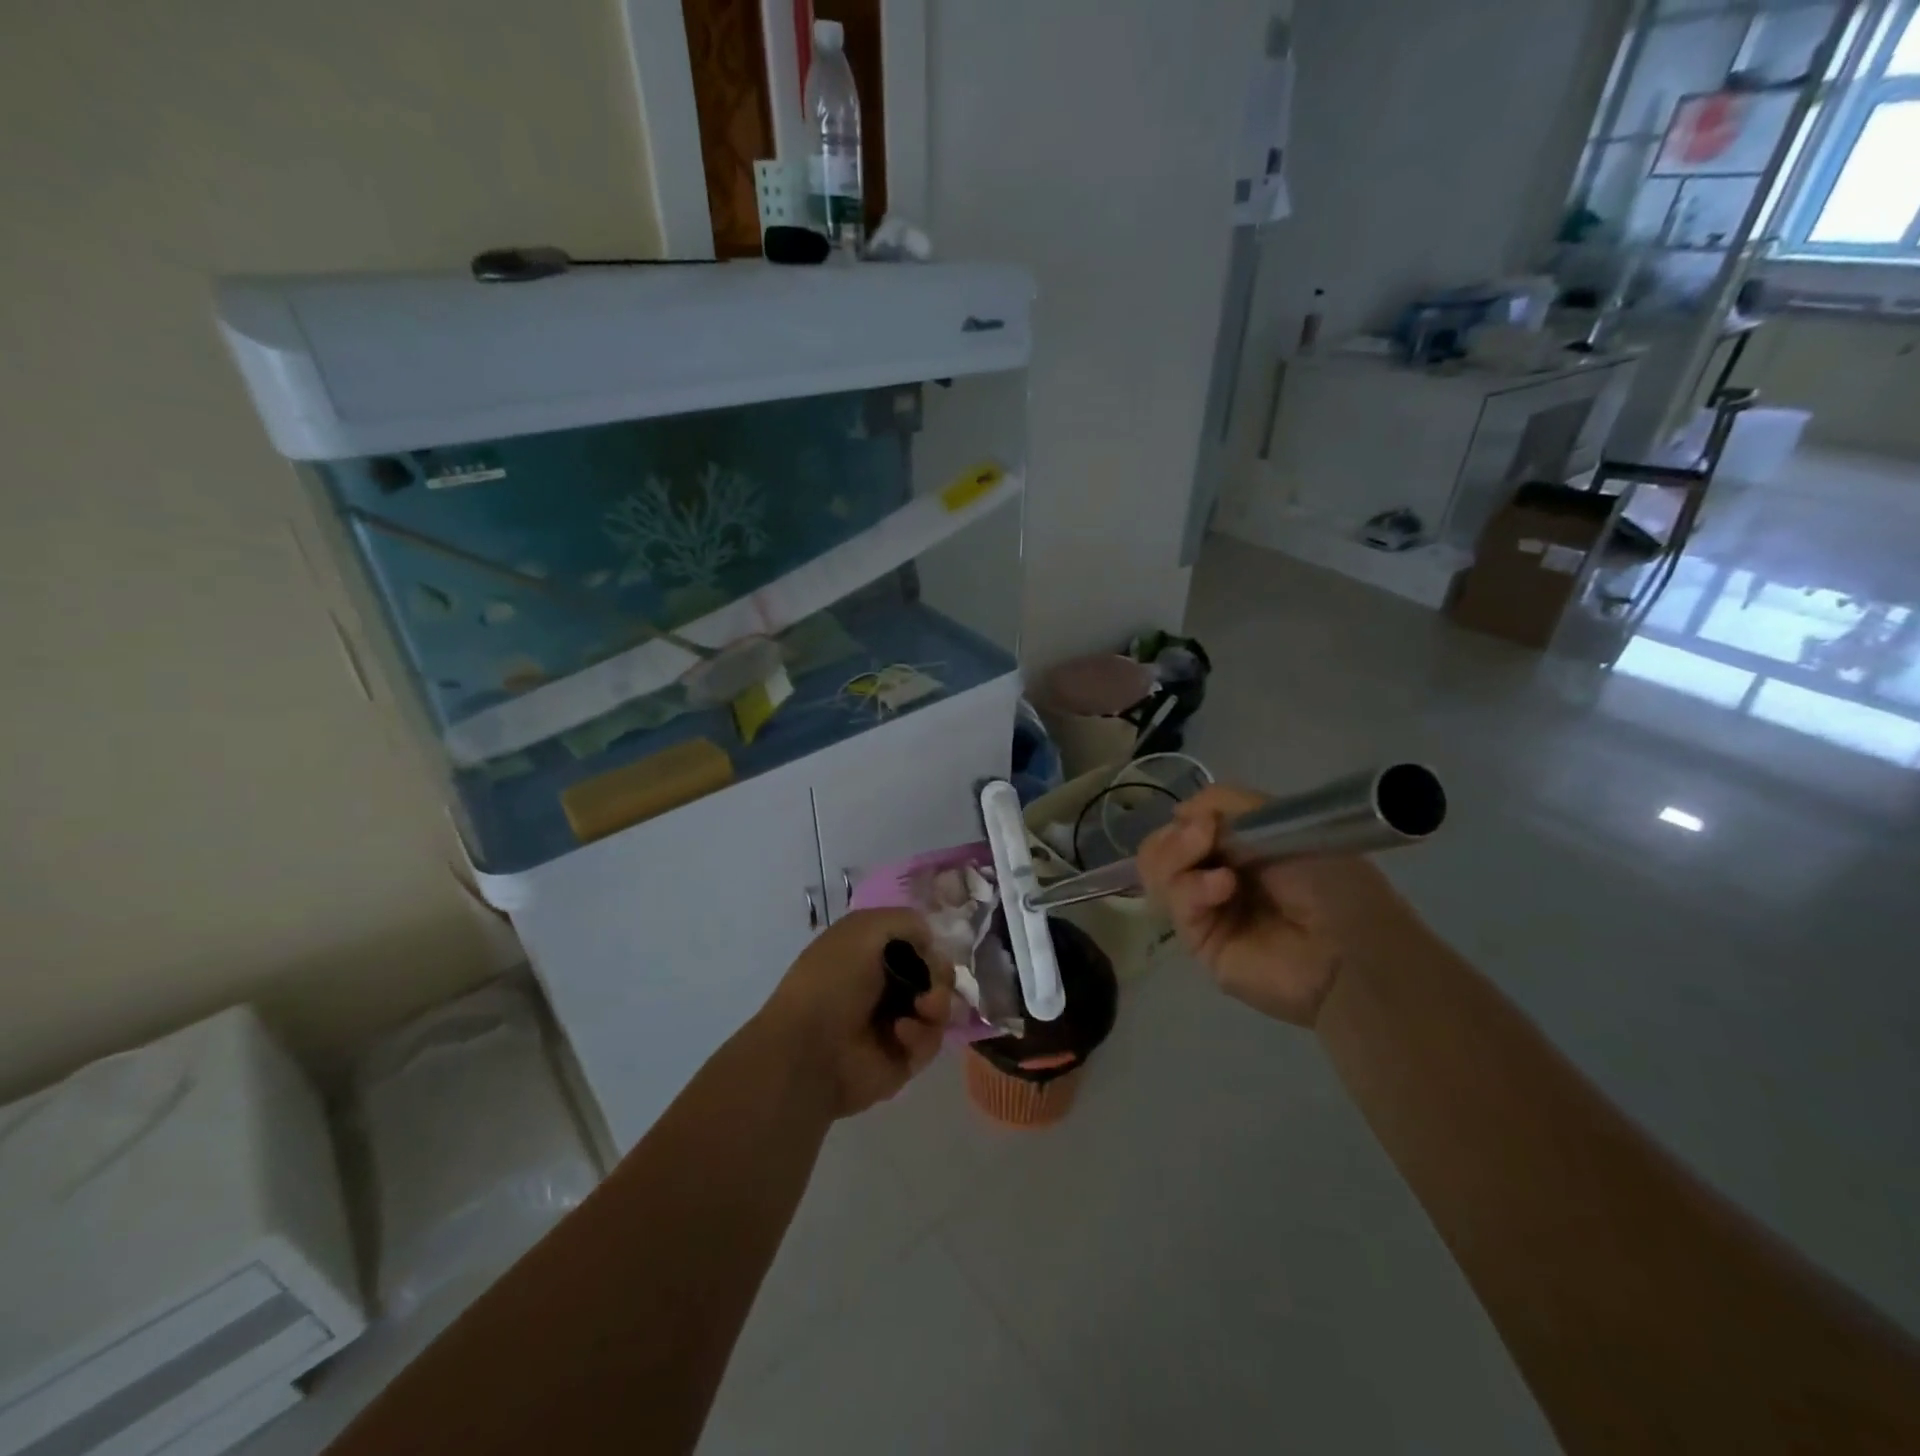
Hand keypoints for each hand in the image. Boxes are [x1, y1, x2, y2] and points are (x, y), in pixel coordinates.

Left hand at [758, 908, 954, 1118]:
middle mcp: (883, 984)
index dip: (928, 943)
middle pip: (934, 973)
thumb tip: (931, 940)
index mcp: (869, 952)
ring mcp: (895, 1022)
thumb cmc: (833, 980)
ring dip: (937, 1003)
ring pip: (939, 1006)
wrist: (810, 1049)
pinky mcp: (904, 1057)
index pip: (916, 941)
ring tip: (921, 1008)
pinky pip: (931, 1040)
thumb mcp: (865, 929)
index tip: (930, 946)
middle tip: (931, 983)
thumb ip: (906, 920)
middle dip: (939, 975)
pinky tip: (900, 1034)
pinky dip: (921, 1034)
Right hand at [1137, 785, 1407, 1027]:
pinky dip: (1192, 888)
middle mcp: (1218, 876)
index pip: (1187, 826)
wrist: (1355, 950)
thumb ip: (1229, 804)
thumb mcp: (1283, 822)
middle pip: (1161, 849)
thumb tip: (1181, 812)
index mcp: (1239, 848)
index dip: (1188, 818)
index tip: (1205, 817)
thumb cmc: (1332, 882)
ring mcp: (1207, 912)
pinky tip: (1223, 886)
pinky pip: (1176, 906)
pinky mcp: (1200, 943)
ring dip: (1175, 854)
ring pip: (1158, 874)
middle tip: (1201, 833)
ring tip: (1204, 850)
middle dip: (1174, 836)